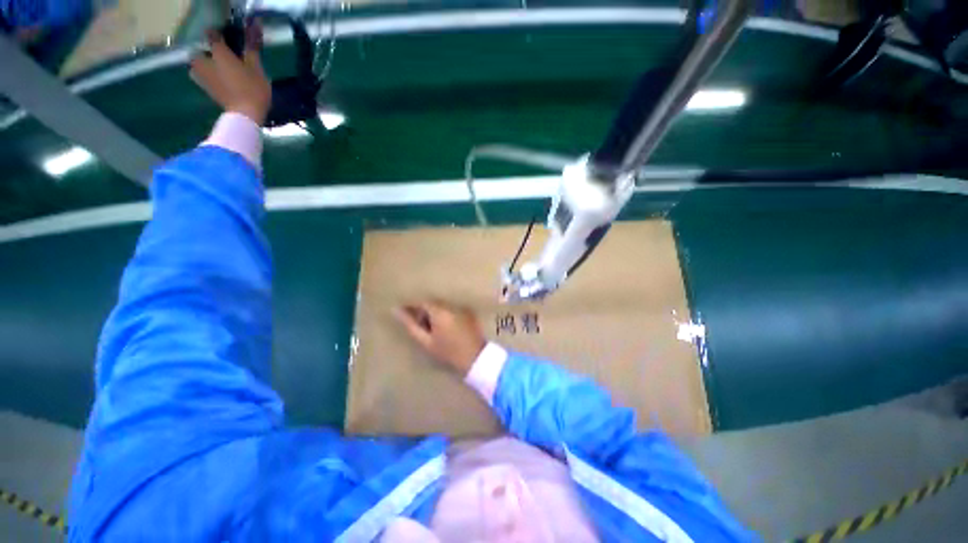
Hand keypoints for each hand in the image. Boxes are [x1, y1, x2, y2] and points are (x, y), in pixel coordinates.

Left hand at [190, 22, 270, 125]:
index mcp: (217, 52)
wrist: (245, 116)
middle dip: (208, 53)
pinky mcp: (205, 89)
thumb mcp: (256, 67)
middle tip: (222, 57)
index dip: (219, 34)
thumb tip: (254, 23)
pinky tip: (220, 81)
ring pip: (198, 65)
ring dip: (205, 65)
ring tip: (219, 70)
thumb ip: (252, 46)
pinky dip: (209, 76)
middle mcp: (204, 60)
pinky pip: (203, 77)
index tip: (228, 37)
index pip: (212, 34)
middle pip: (200, 51)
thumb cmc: (252, 89)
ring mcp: (202, 76)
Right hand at [396, 301, 486, 376]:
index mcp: (439, 311)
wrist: (475, 357)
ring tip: (432, 327)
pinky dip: (447, 314)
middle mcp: (451, 305)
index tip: (405, 313)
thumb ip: (411, 325)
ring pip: (443, 305)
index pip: (422, 302)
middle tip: (419, 324)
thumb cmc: (448, 352)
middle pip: (433, 302)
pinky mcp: (469, 312)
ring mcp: (462, 307)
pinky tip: (446, 327)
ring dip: (435, 312)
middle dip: (424, 310)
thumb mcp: (426, 341)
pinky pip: (453, 308)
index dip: (413, 306)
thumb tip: (396, 310)